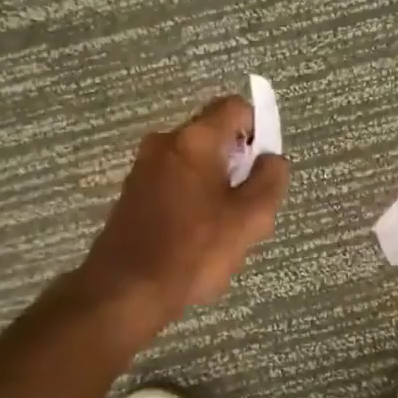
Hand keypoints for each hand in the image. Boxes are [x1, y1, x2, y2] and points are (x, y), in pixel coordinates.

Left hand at [78, 96, 289, 328]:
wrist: (125, 291)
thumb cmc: (193, 250)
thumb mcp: (250, 218)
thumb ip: (270, 180)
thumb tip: (272, 159)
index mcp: (195, 139)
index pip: (235, 107)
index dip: (258, 129)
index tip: (264, 167)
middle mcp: (164, 142)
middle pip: (214, 135)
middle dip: (237, 164)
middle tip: (247, 206)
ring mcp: (143, 168)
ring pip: (194, 162)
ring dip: (215, 185)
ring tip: (221, 228)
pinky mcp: (132, 194)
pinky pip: (173, 182)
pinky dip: (191, 199)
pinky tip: (194, 238)